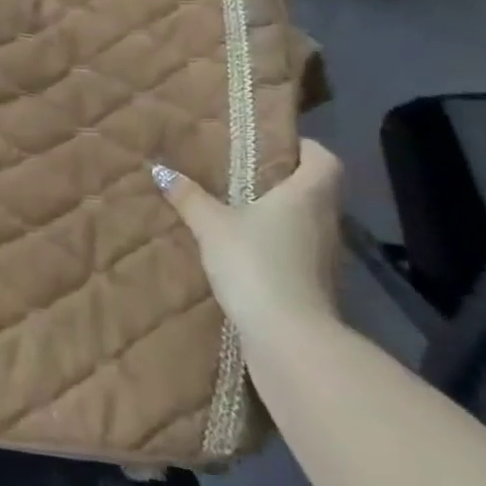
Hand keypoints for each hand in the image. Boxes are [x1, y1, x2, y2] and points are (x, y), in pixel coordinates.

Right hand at [153, 140, 343, 342]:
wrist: (288, 339)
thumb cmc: (256, 263)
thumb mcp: (212, 225)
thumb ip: (189, 197)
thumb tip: (160, 169)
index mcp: (307, 195)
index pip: (325, 160)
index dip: (305, 149)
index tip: (276, 146)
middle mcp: (325, 222)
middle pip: (317, 191)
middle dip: (286, 182)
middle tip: (247, 174)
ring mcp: (325, 258)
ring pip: (308, 223)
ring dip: (282, 217)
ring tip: (242, 211)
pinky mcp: (317, 287)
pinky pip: (300, 253)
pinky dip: (280, 247)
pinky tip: (248, 251)